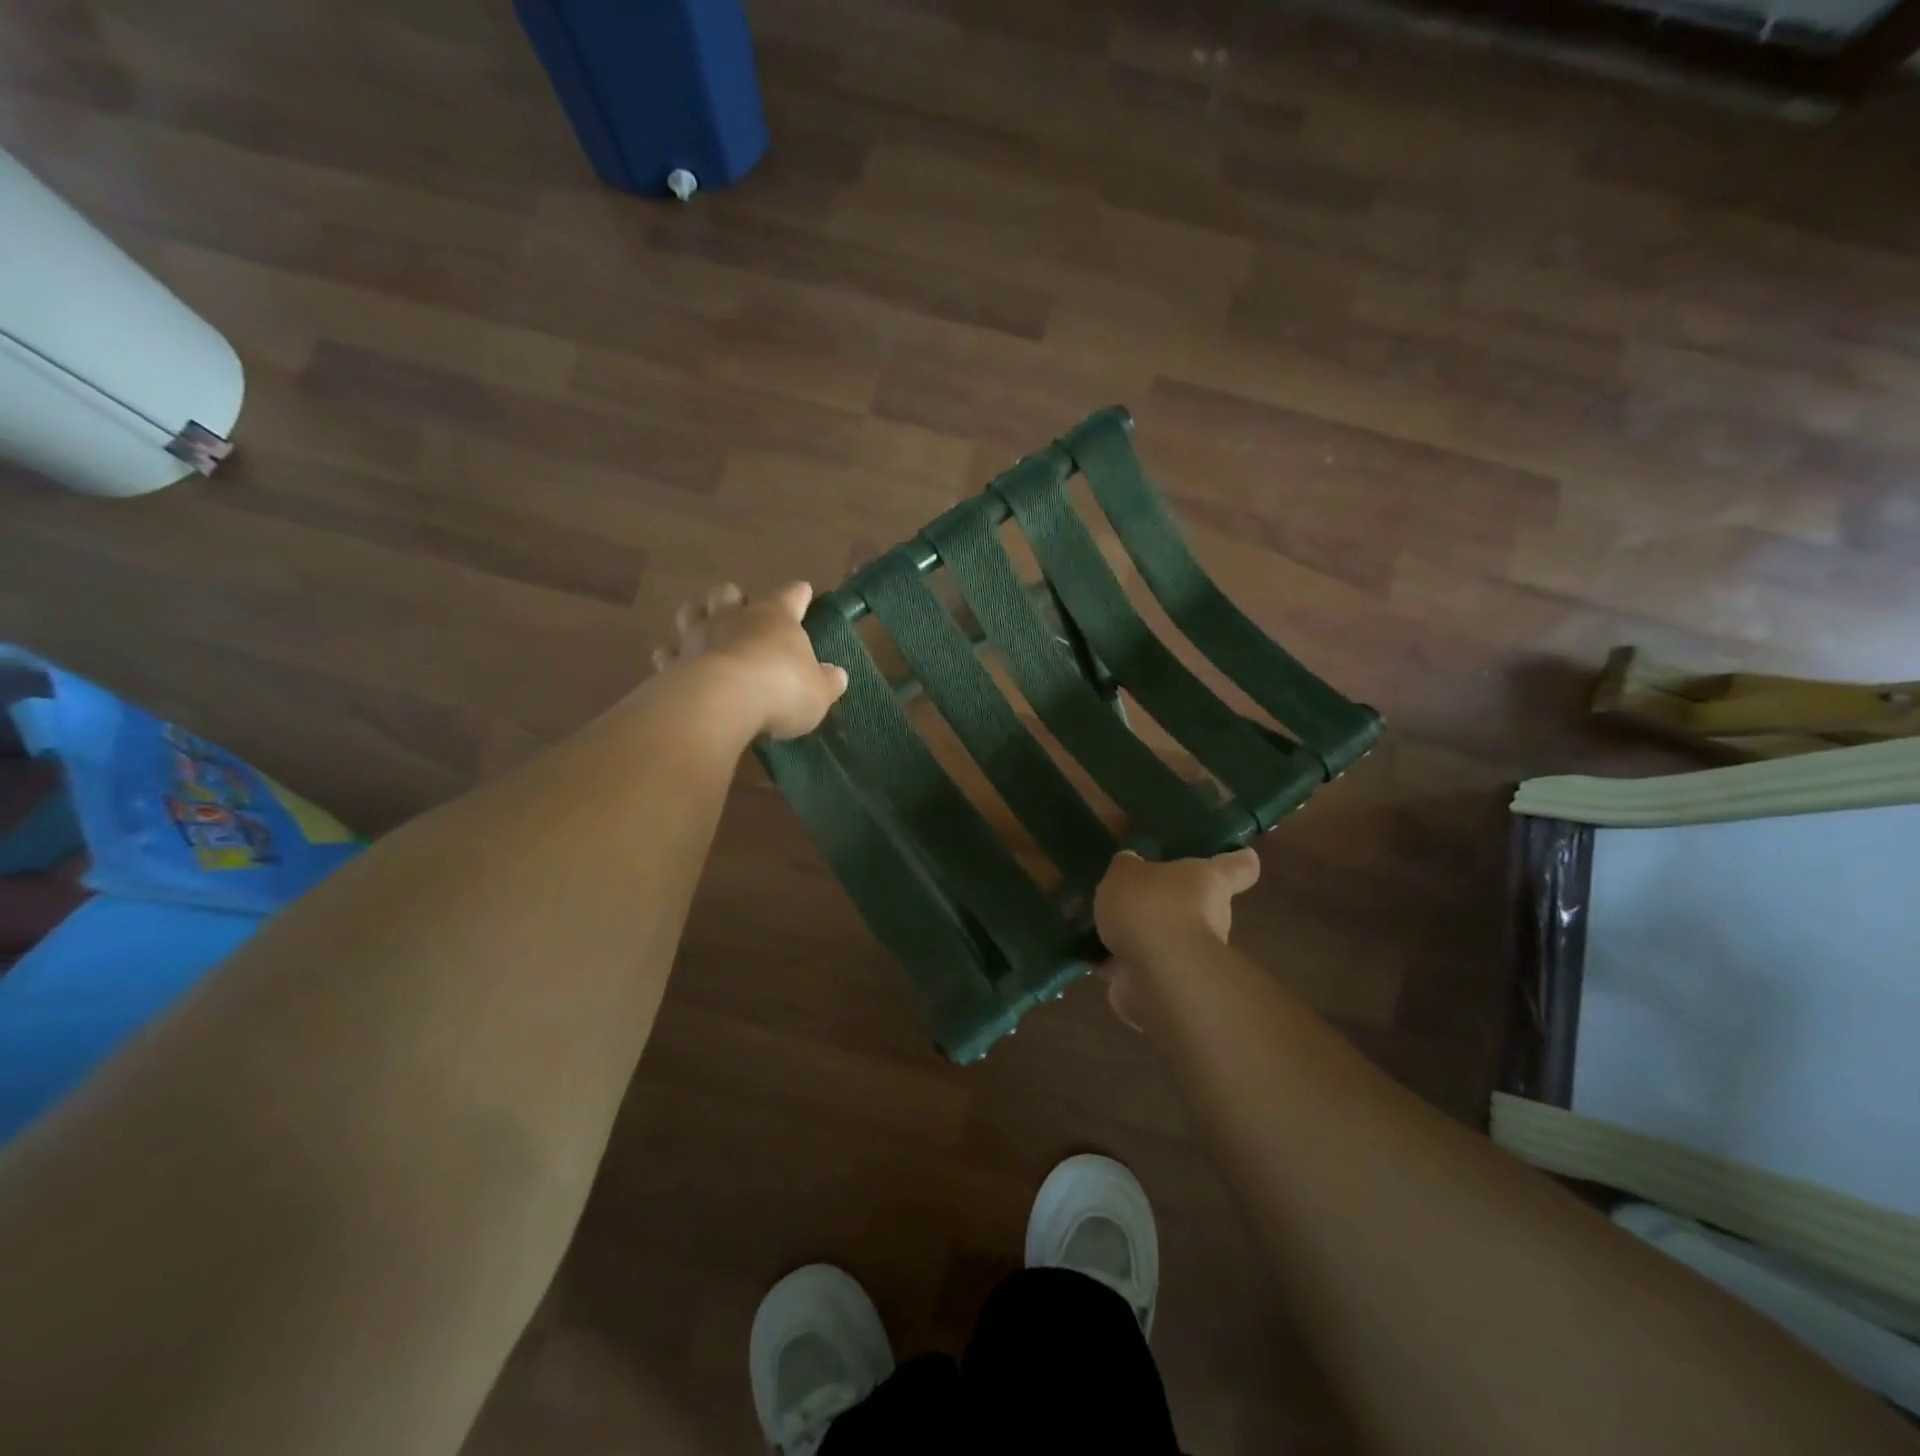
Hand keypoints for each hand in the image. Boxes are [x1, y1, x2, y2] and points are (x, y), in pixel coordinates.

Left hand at [651, 582, 848, 740]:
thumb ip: (827, 682)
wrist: (722, 701)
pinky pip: (667, 652)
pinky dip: (669, 654)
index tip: (803, 591)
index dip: (798, 594)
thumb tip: (837, 675)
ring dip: (698, 615)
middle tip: (739, 607)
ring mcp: (699, 636)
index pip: (790, 596)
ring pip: (692, 612)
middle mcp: (734, 618)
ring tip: (702, 624)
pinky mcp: (673, 662)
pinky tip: (670, 660)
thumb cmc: (781, 689)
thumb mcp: (818, 692)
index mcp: (775, 617)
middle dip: (734, 598)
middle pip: (729, 594)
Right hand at [1094, 848, 1260, 1030]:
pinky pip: (1140, 967)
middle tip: (1133, 892)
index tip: (1242, 855)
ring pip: (1164, 939)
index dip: (1240, 860)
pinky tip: (1091, 952)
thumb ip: (1127, 867)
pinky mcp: (1168, 985)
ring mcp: (1190, 956)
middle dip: (1168, 902)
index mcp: (1209, 880)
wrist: (1157, 975)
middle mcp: (1210, 917)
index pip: (1239, 867)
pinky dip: (1119, 963)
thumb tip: (1132, 865)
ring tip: (1100, 923)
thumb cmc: (1151, 908)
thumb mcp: (1126, 873)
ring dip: (1140, 935)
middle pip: (1196, 904)